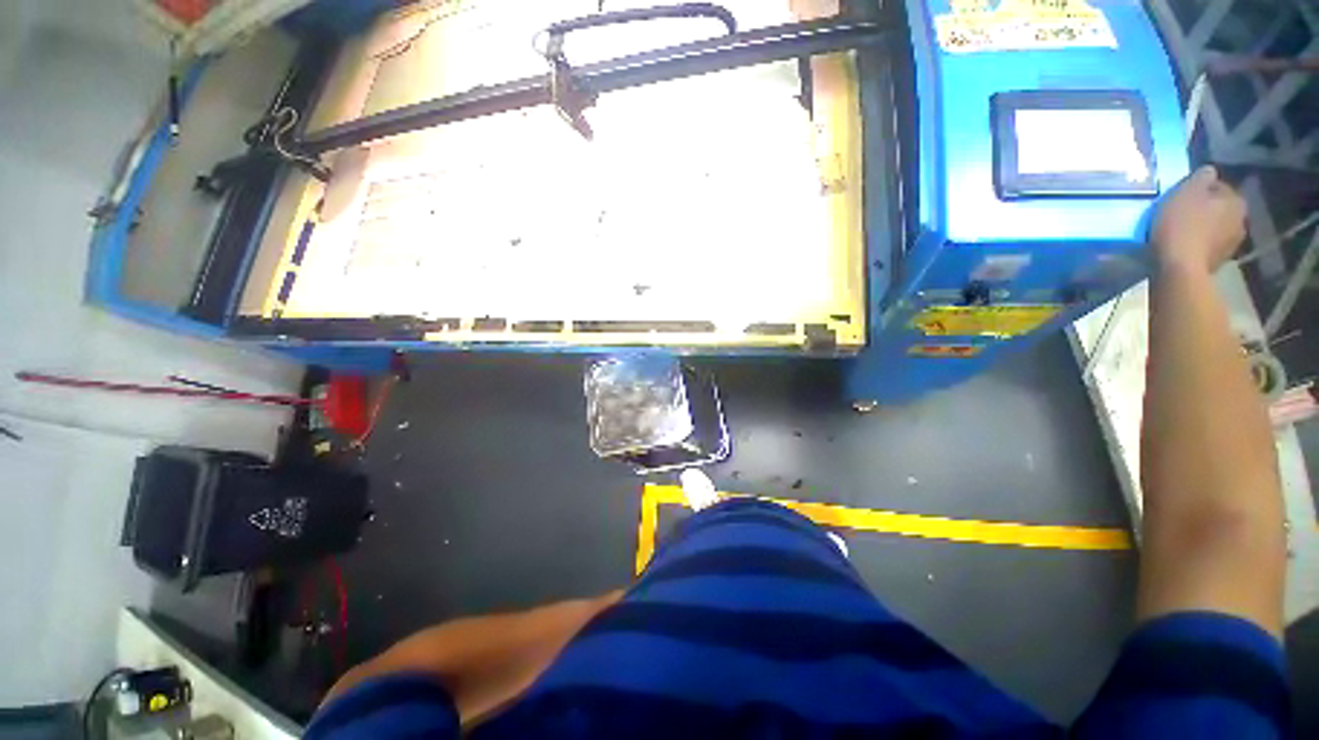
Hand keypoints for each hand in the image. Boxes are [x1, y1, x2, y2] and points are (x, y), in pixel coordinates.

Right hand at [1151, 166, 1247, 273]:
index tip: (1181, 196)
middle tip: (1180, 213)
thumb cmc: (1182, 225)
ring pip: (1215, 228)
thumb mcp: (1187, 192)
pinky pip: (1207, 246)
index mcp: (1236, 201)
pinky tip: (1183, 246)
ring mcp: (1231, 245)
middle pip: (1219, 209)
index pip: (1218, 187)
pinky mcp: (1218, 262)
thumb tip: (1209, 172)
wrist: (1180, 268)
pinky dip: (1198, 244)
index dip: (1199, 189)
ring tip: (1180, 231)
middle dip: (1204, 210)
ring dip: (1202, 228)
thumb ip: (1201, 177)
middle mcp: (1241, 221)